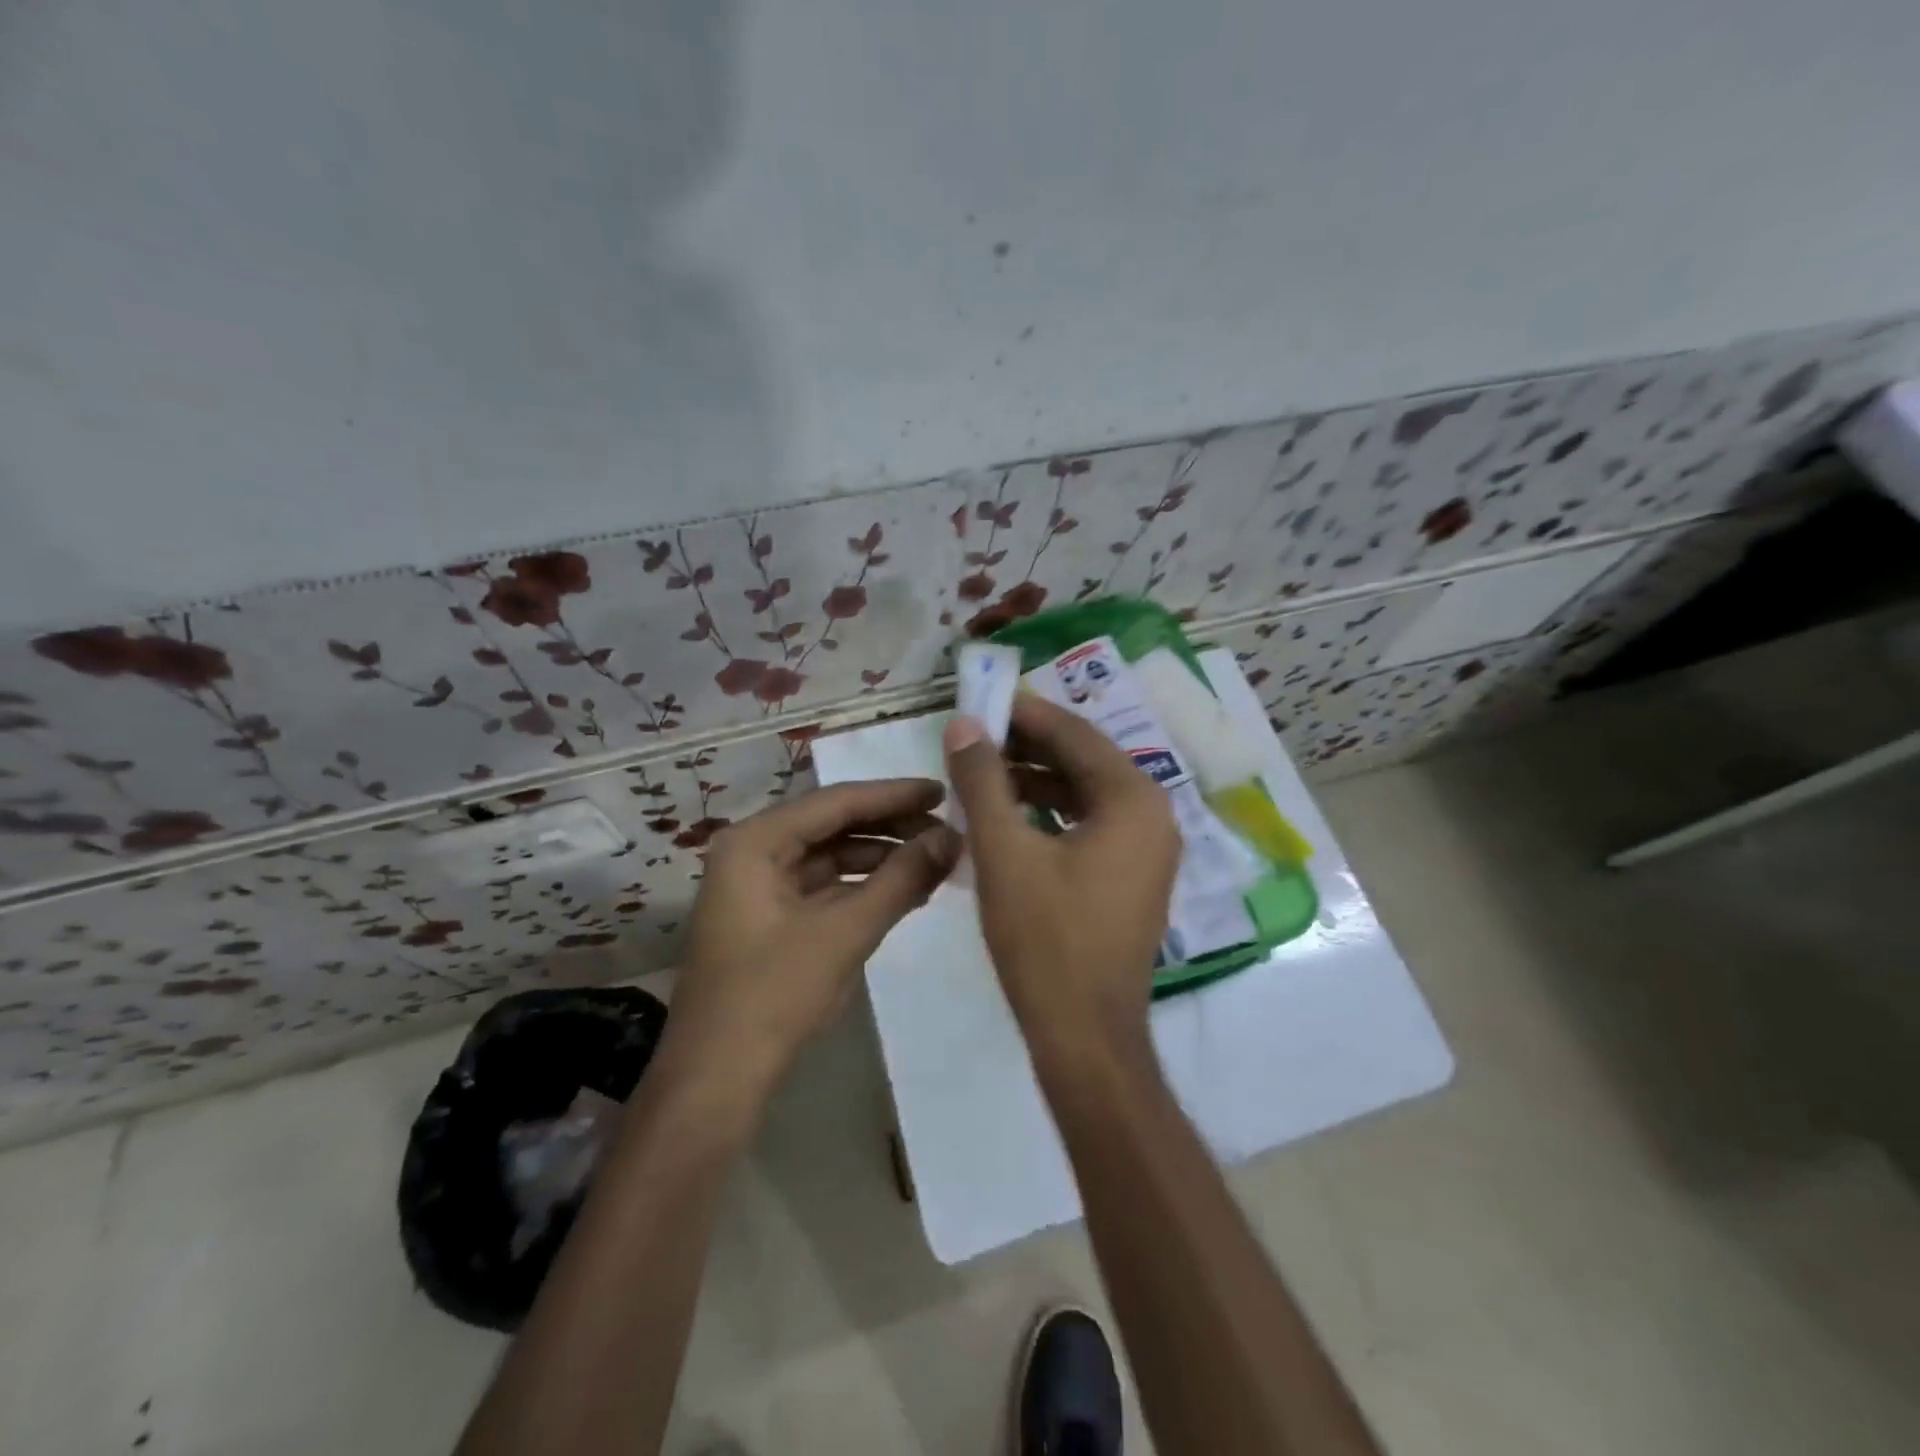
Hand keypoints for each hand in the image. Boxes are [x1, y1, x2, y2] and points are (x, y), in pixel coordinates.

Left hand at [663, 779, 960, 1104]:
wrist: (717, 1081)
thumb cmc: (774, 995)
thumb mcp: (845, 932)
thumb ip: (901, 879)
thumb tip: (952, 837)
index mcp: (755, 841)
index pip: (836, 802)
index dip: (893, 795)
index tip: (943, 792)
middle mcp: (752, 852)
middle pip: (832, 824)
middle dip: (889, 826)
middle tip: (945, 828)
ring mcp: (758, 886)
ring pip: (830, 856)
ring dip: (880, 857)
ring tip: (934, 860)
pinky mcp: (769, 917)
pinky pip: (824, 886)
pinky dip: (862, 886)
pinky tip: (904, 891)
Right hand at [944, 695, 1179, 1063]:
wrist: (1085, 1036)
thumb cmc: (1045, 940)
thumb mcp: (1004, 852)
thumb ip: (982, 781)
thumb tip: (964, 725)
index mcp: (1134, 799)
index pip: (1074, 733)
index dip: (1023, 713)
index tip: (980, 701)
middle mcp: (1153, 815)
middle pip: (1083, 760)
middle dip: (1026, 747)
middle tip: (973, 737)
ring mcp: (1147, 849)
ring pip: (1084, 794)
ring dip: (1034, 780)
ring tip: (981, 774)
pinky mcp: (1132, 877)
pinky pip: (1089, 825)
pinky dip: (1049, 814)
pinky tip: (1008, 817)